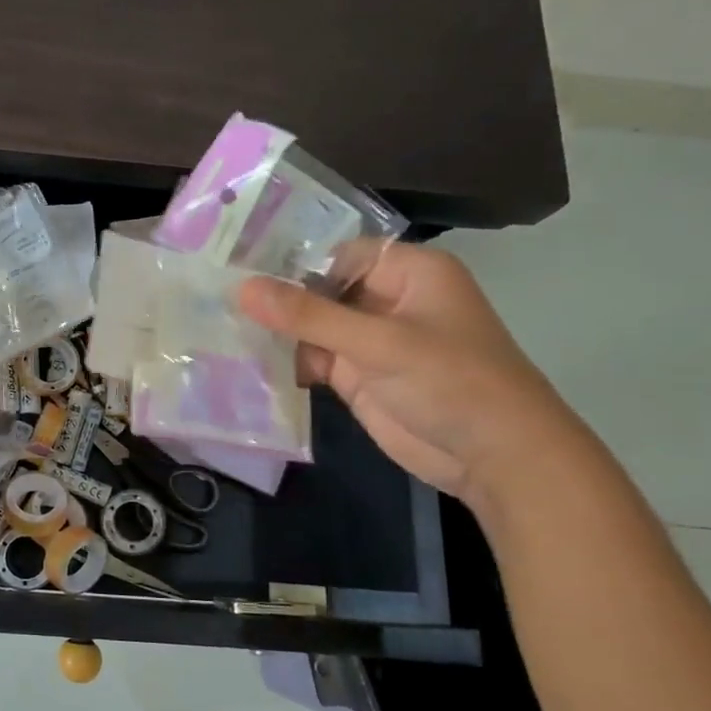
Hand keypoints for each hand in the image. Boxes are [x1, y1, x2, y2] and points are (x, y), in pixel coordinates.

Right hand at [237, 245, 584, 506]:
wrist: (495, 458)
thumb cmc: (452, 383)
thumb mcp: (379, 343)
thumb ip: (308, 316)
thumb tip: (241, 288)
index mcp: (407, 272)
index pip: (335, 253)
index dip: (288, 260)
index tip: (234, 268)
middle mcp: (386, 299)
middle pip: (318, 288)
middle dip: (274, 297)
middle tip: (214, 297)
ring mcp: (369, 340)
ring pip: (310, 325)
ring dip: (275, 331)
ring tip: (219, 328)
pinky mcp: (356, 376)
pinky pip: (311, 358)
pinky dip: (285, 361)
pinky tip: (245, 360)